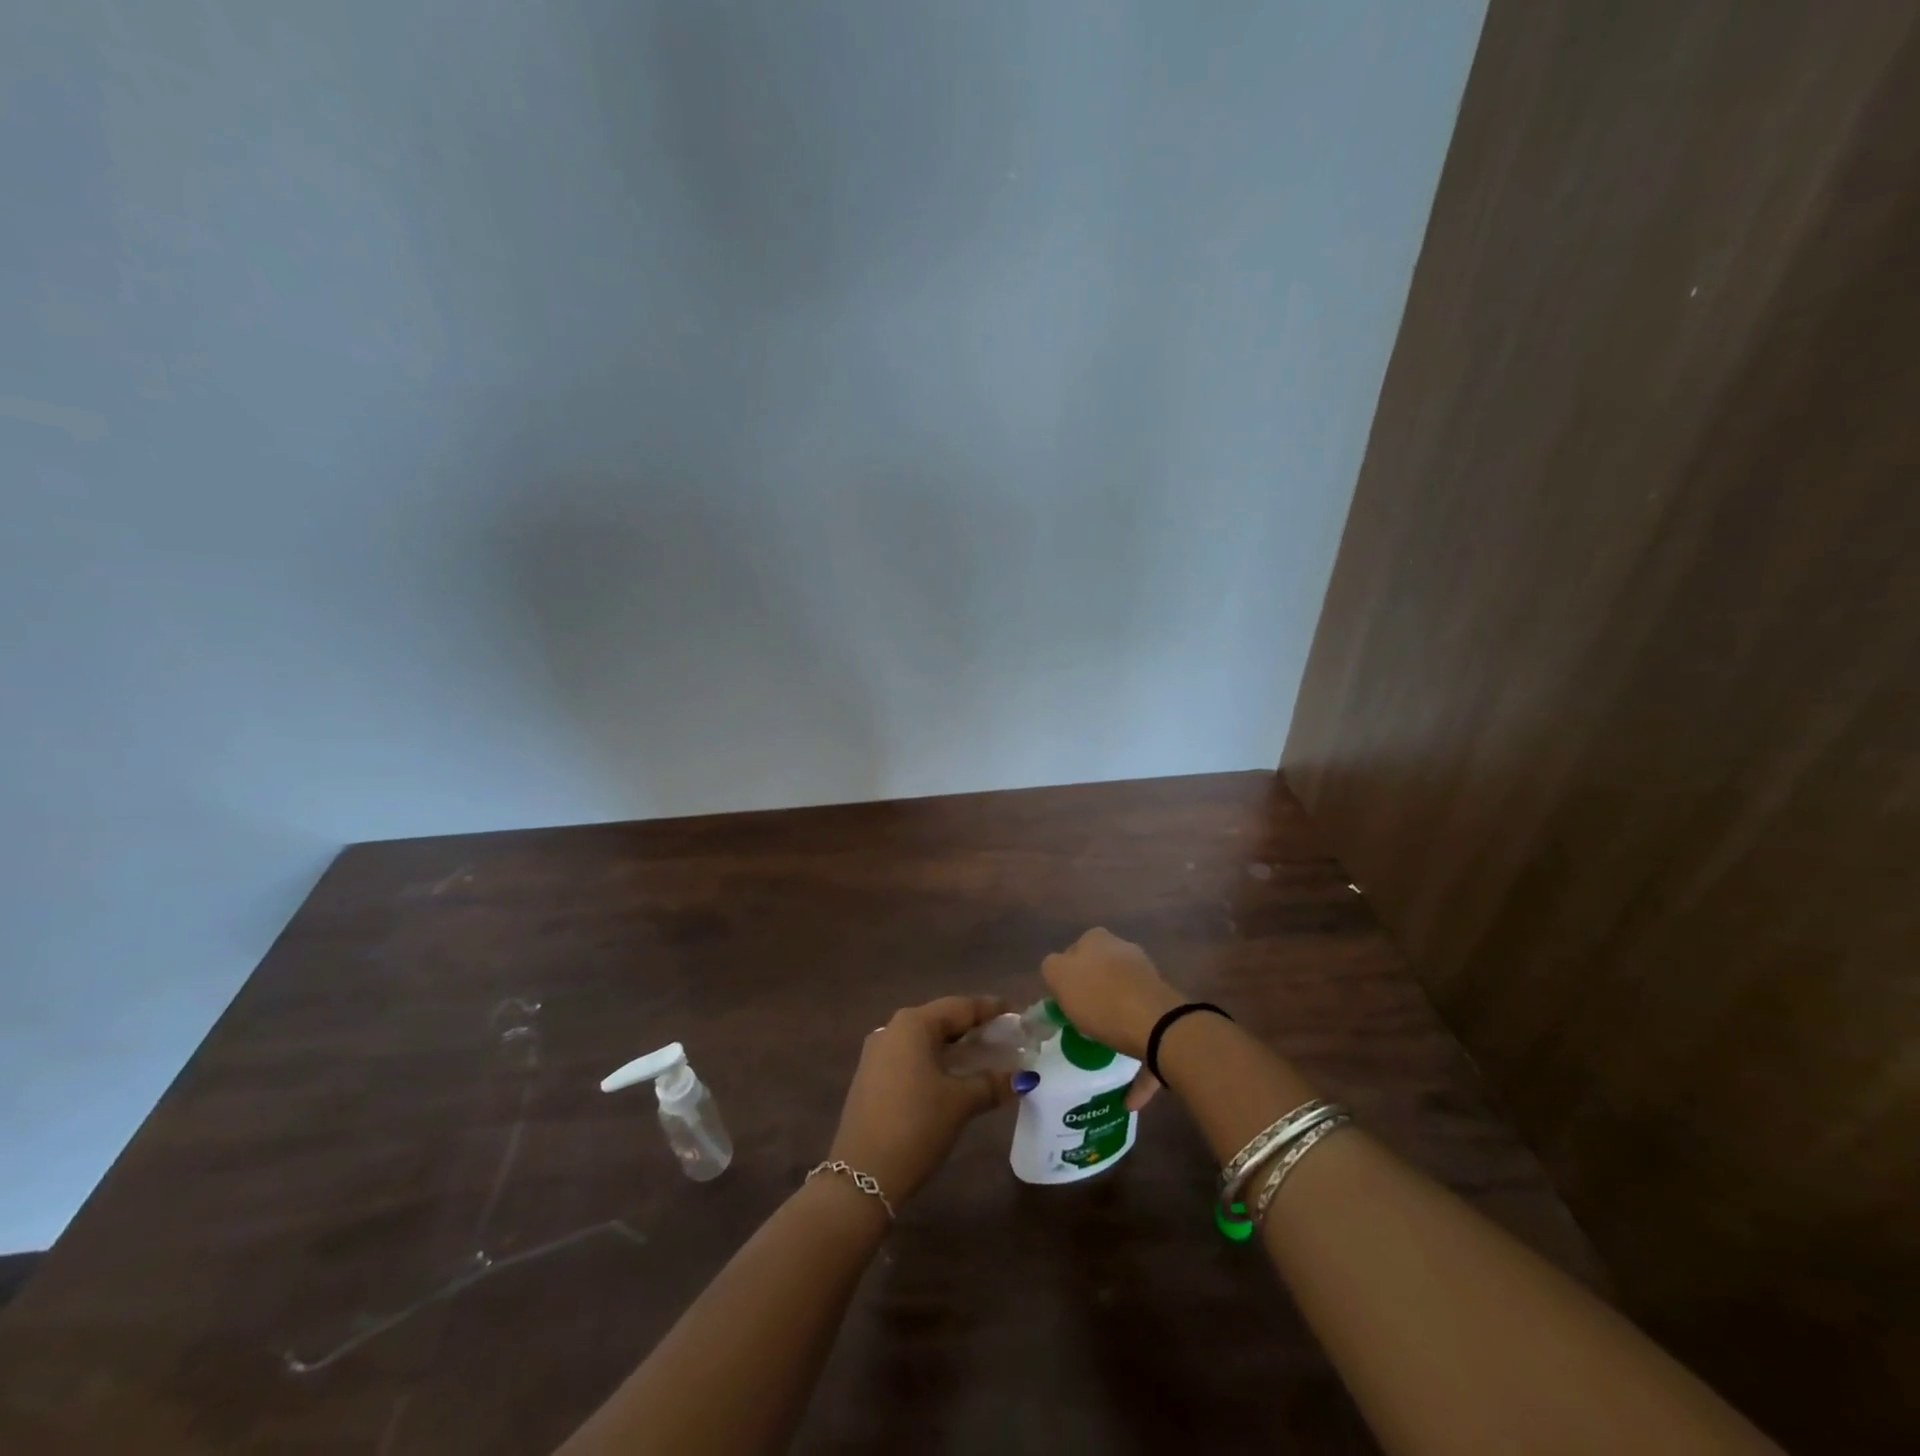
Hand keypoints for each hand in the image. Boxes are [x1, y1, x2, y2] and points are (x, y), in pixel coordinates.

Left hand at [829, 996, 1017, 1204]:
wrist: (861, 1176)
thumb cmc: (916, 1126)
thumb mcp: (960, 1103)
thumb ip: (992, 1083)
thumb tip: (1023, 1077)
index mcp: (913, 1025)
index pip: (960, 1007)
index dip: (990, 1009)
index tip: (1015, 1012)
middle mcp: (892, 1029)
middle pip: (941, 1020)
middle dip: (973, 1028)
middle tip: (1004, 1037)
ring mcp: (877, 1053)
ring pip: (925, 1040)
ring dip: (954, 1047)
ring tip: (984, 1057)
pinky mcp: (870, 1077)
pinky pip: (910, 1057)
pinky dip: (935, 1061)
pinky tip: (952, 1077)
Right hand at [1042, 928, 1185, 1110]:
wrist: (1157, 1026)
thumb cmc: (1100, 997)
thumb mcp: (1057, 975)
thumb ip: (1051, 967)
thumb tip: (1058, 970)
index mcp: (1099, 941)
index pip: (1075, 951)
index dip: (1065, 976)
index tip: (1061, 1002)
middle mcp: (1126, 953)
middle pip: (1102, 976)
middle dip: (1093, 998)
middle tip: (1078, 1025)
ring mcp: (1149, 983)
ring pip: (1125, 1006)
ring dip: (1115, 1030)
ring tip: (1101, 1057)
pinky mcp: (1166, 1014)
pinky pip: (1146, 1040)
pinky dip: (1137, 1065)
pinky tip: (1129, 1098)